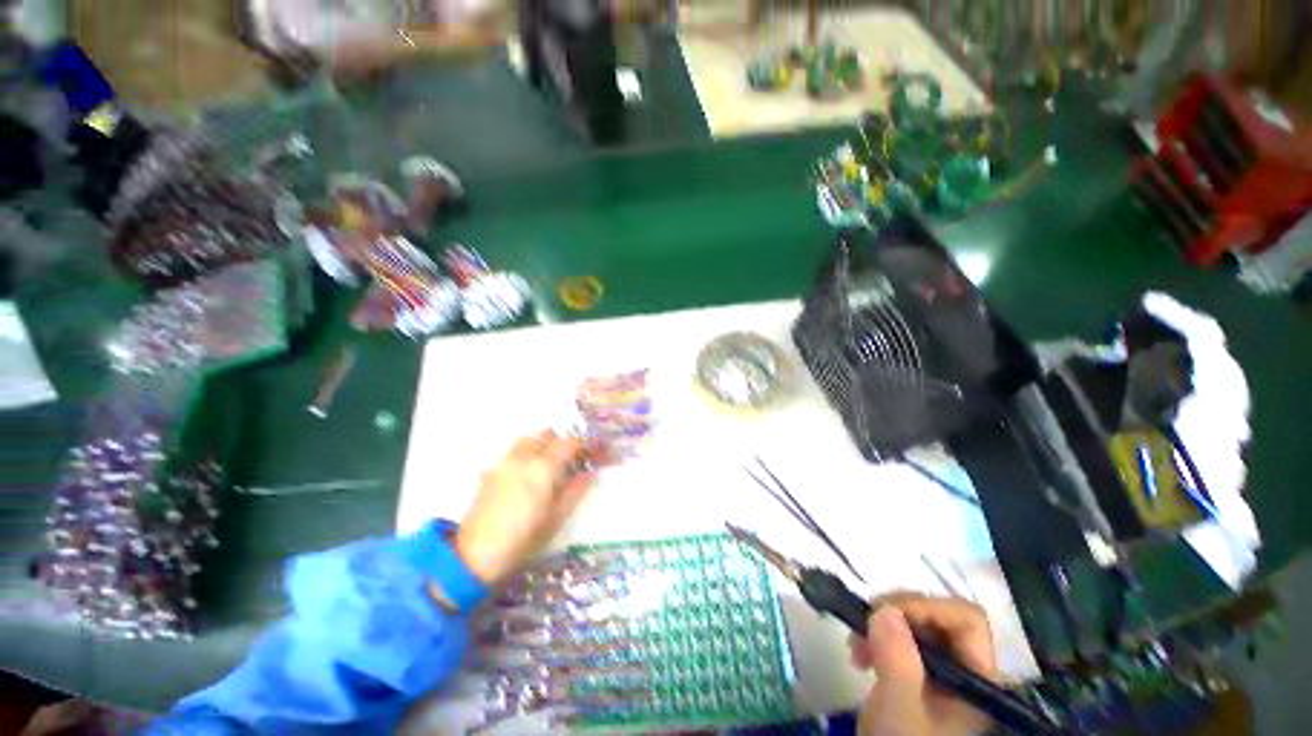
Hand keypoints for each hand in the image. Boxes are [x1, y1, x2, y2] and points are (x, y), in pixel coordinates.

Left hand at [455, 430, 593, 584]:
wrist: (474, 555)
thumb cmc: (523, 539)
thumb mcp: (556, 518)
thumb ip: (576, 491)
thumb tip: (590, 473)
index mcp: (543, 467)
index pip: (569, 443)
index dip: (584, 444)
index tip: (592, 452)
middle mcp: (523, 457)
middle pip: (546, 434)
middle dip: (560, 441)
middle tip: (569, 458)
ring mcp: (503, 462)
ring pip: (526, 440)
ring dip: (541, 444)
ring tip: (546, 464)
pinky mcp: (489, 472)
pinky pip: (511, 453)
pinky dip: (523, 456)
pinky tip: (523, 478)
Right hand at [851, 593, 998, 735]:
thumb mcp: (899, 708)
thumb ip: (897, 659)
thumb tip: (884, 609)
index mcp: (977, 677)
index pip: (966, 619)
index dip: (927, 606)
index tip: (886, 613)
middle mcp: (963, 669)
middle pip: (939, 616)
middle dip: (896, 613)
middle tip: (864, 625)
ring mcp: (939, 673)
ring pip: (915, 625)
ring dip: (881, 624)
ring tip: (855, 645)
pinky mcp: (916, 675)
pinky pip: (899, 639)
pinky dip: (876, 637)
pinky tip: (859, 654)